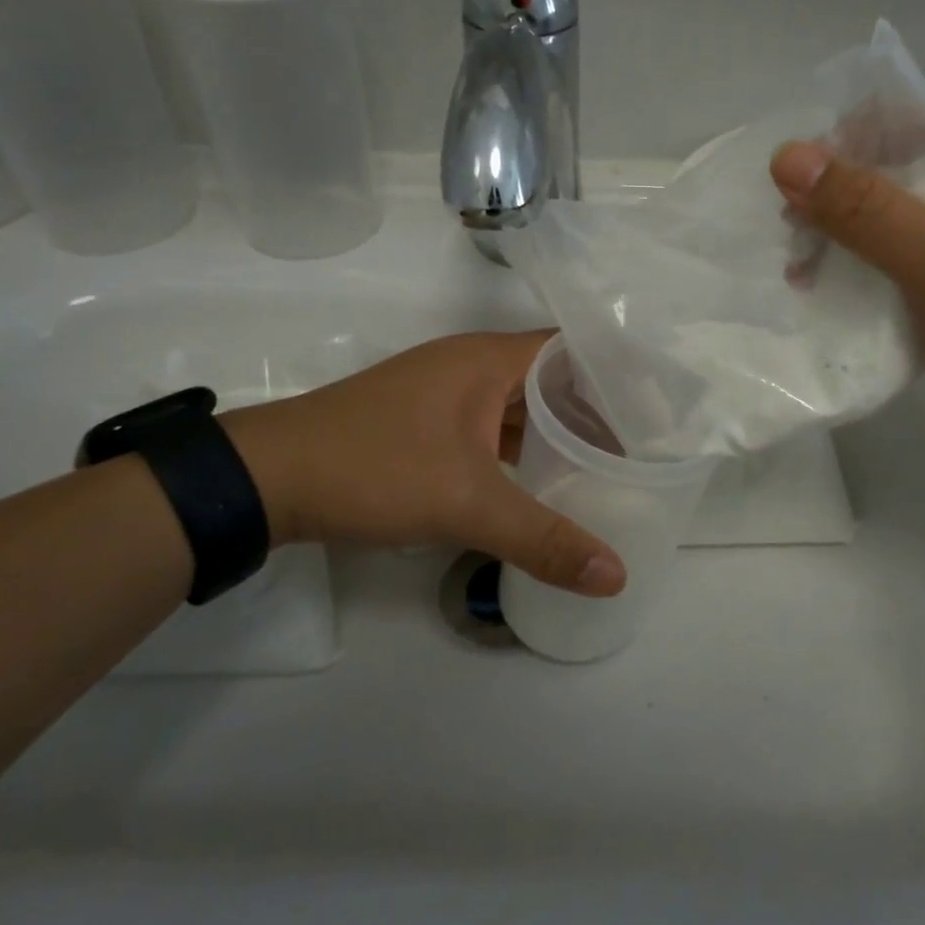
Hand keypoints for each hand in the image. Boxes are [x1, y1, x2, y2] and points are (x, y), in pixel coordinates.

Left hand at [220, 331, 624, 595]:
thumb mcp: (466, 504)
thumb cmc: (375, 468)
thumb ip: (543, 539)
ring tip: (604, 462)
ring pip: (519, 404)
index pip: (572, 348)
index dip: (616, 372)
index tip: (656, 407)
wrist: (269, 479)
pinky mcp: (426, 422)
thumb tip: (616, 576)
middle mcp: (471, 364)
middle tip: (642, 444)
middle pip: (551, 376)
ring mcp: (446, 393)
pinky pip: (492, 426)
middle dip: (594, 408)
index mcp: (488, 359)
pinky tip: (542, 478)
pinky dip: (521, 447)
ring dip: (556, 430)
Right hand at [770, 104, 924, 453]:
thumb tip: (785, 155)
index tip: (793, 198)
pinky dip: (878, 264)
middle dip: (838, 202)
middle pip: (897, 165)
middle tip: (795, 248)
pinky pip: (916, 248)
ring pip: (901, 211)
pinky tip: (846, 290)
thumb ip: (863, 208)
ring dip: (851, 238)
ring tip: (806, 277)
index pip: (902, 121)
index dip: (840, 149)